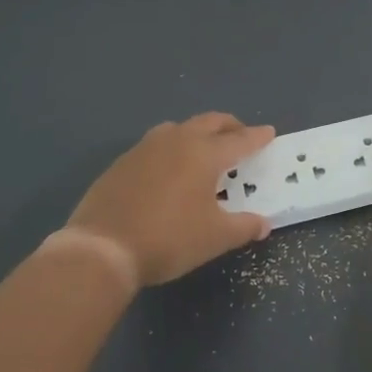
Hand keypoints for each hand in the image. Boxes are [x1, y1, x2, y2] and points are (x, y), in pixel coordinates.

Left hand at [57, 113, 275, 290]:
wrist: (102, 249)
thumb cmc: (168, 239)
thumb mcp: (215, 238)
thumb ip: (244, 227)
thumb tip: (263, 224)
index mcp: (204, 154)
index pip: (239, 140)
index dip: (257, 137)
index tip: (269, 132)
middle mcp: (176, 141)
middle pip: (209, 122)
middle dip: (229, 126)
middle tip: (240, 135)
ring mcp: (145, 149)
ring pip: (178, 128)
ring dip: (196, 132)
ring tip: (203, 148)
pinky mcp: (121, 163)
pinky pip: (154, 145)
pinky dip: (170, 149)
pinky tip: (168, 169)